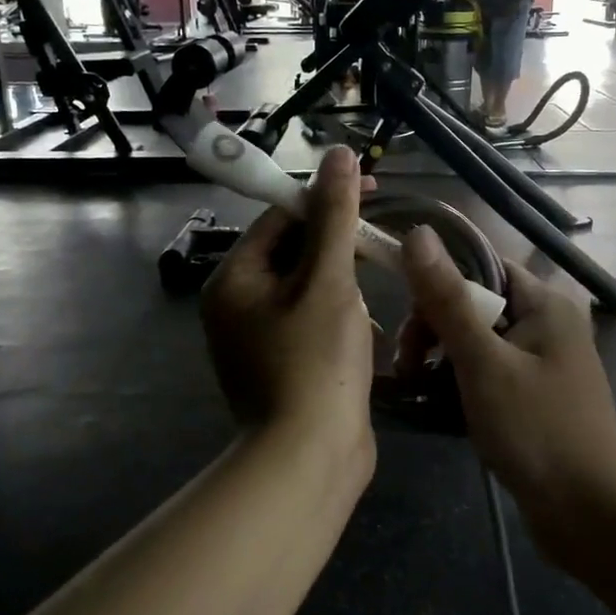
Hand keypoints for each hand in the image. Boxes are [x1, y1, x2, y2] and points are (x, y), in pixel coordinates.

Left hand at [201, 148, 375, 483]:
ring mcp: (258, 341)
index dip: (326, 199)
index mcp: (235, 280)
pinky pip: (313, 325)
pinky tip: (367, 341)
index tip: (372, 191)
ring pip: (309, 291)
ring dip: (345, 291)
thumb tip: (338, 155)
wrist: (310, 459)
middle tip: (380, 251)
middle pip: (293, 254)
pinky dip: (341, 324)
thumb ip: (334, 217)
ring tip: (370, 308)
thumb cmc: (316, 362)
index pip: (280, 217)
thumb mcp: (328, 281)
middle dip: (340, 251)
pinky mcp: (282, 367)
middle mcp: (237, 307)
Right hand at [393, 228, 615, 559]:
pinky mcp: (533, 396)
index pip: (480, 266)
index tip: (406, 317)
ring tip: (414, 388)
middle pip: (474, 303)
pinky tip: (435, 404)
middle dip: (434, 328)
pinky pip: (486, 372)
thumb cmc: (537, 431)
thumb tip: (418, 232)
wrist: (591, 516)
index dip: (438, 283)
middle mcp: (546, 324)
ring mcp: (541, 363)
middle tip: (407, 365)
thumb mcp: (483, 362)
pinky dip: (459, 383)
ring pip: (476, 341)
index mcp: (545, 303)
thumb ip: (448, 299)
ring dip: (441, 359)